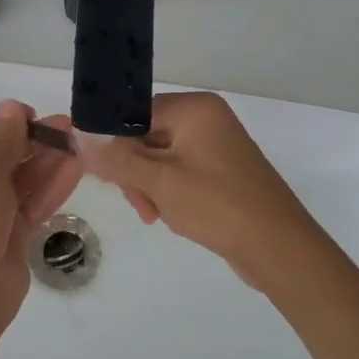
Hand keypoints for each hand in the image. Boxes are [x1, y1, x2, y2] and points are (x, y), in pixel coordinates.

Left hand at [0, 102, 82, 338]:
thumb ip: (4, 138)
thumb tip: (11, 106)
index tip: (27, 114)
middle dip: (29, 138)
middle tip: (63, 125)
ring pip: (19, 177)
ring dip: (45, 159)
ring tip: (76, 139)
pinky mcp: (9, 232)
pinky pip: (31, 202)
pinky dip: (51, 185)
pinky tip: (76, 166)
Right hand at [80, 91, 322, 292]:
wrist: (279, 249)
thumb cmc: (218, 206)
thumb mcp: (159, 182)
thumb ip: (116, 158)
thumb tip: (78, 136)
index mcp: (195, 109)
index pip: (134, 114)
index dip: (114, 144)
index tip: (104, 175)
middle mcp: (206, 119)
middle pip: (145, 137)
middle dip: (134, 172)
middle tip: (140, 203)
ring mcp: (215, 146)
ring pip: (158, 159)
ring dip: (149, 187)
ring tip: (157, 215)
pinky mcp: (220, 171)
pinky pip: (178, 173)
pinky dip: (168, 193)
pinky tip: (171, 215)